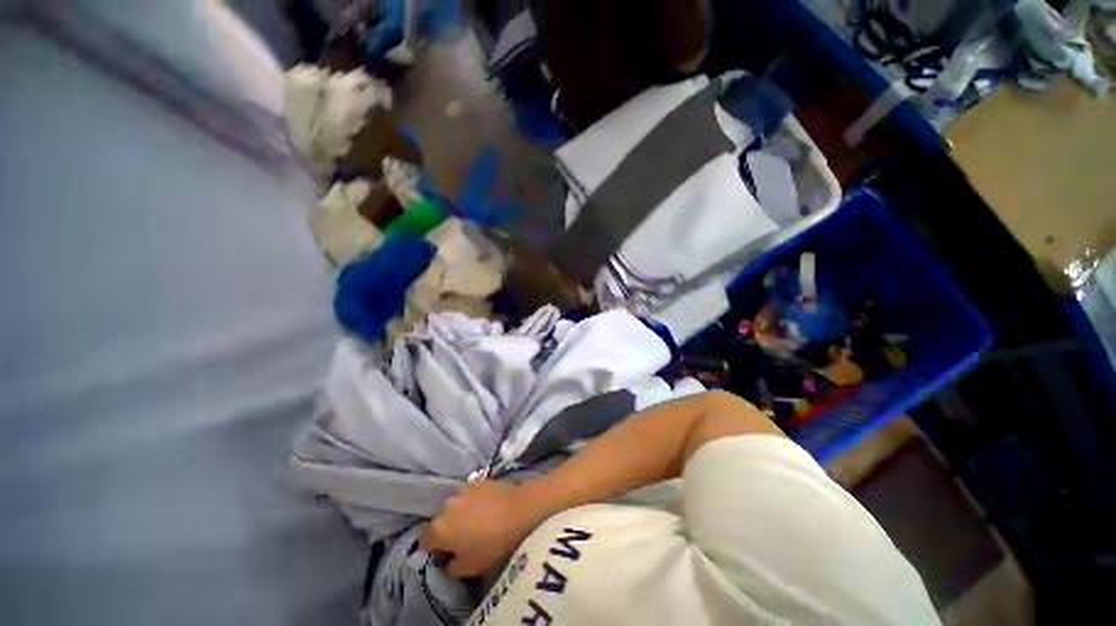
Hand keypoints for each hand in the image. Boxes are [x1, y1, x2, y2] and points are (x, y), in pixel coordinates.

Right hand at [419, 479, 539, 577]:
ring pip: (455, 504)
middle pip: (440, 519)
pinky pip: (470, 493)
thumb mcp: (470, 568)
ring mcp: (463, 489)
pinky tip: (487, 505)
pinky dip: (474, 499)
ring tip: (477, 519)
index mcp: (438, 529)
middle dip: (447, 528)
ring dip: (460, 511)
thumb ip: (452, 567)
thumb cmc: (493, 544)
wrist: (519, 511)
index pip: (424, 540)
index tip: (445, 553)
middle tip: (463, 536)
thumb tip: (448, 561)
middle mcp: (446, 506)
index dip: (433, 548)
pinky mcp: (479, 479)